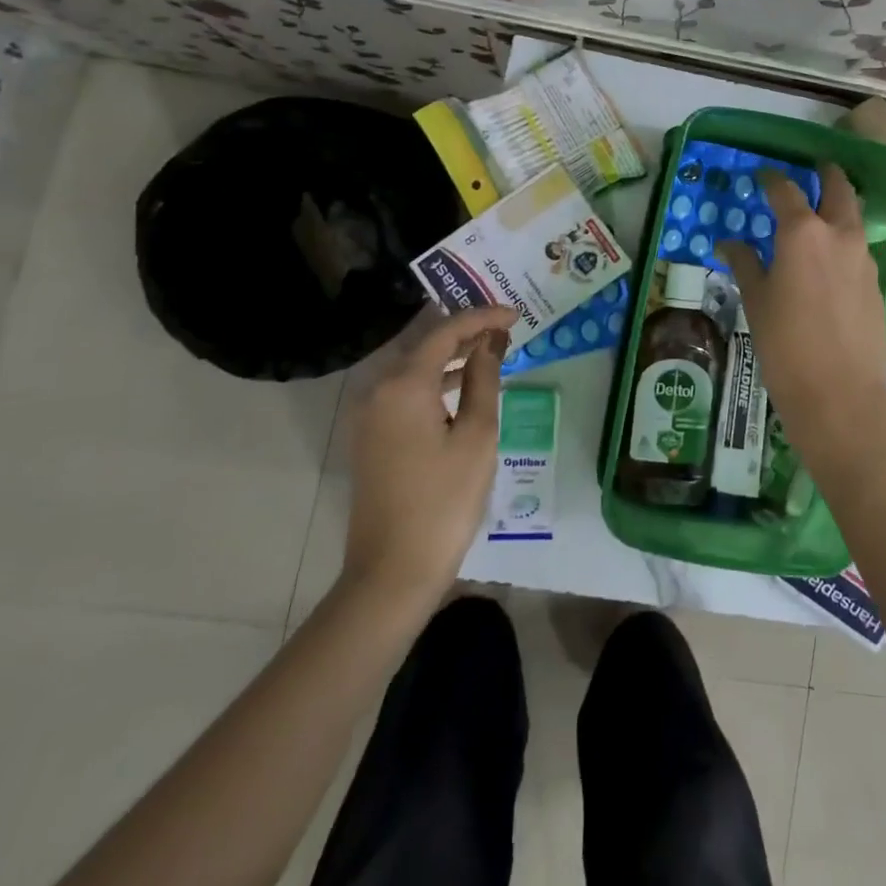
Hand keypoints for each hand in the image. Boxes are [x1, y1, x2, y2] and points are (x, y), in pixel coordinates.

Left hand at [338, 304, 515, 607]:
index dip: (481, 317)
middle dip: (466, 332)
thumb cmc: (444, 500)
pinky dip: (437, 383)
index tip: (514, 314)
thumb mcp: (477, 436)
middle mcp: (379, 391)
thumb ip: (484, 380)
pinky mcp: (373, 438)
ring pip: (416, 370)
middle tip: (505, 328)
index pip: (445, 332)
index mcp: (404, 385)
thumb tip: (489, 343)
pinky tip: (466, 389)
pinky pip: (407, 393)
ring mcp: (371, 416)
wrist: (393, 571)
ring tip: (492, 351)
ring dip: (453, 358)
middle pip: (426, 345)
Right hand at [718, 165, 885, 467]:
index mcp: (803, 232)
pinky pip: (859, 248)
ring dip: (840, 206)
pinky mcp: (877, 283)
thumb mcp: (757, 301)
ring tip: (820, 214)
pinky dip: (845, 241)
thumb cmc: (786, 345)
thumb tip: (729, 242)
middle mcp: (839, 235)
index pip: (786, 190)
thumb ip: (745, 263)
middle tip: (815, 169)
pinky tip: (830, 260)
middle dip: (827, 174)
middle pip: (839, 188)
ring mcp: (864, 258)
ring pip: (854, 217)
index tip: (763, 175)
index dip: (773, 179)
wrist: (840, 394)